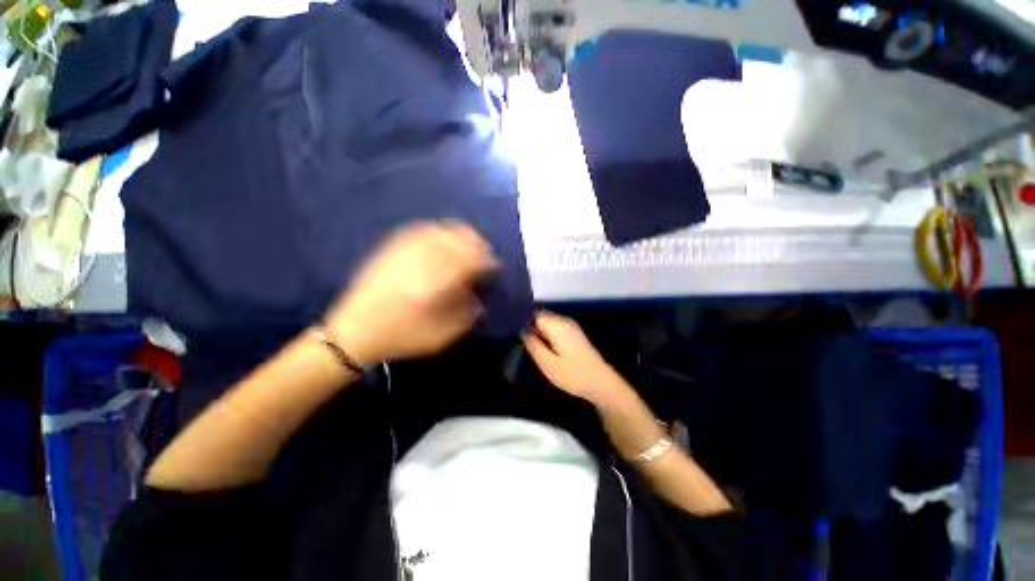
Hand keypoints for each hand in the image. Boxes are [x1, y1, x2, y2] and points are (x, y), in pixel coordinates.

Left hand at [323, 221, 498, 362]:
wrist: (353, 333)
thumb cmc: (401, 338)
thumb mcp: (442, 335)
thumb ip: (467, 314)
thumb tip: (480, 295)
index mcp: (433, 285)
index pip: (469, 261)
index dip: (487, 261)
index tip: (496, 267)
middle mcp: (419, 262)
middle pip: (457, 240)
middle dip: (477, 244)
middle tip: (486, 254)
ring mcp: (403, 252)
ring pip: (440, 230)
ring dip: (461, 234)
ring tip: (470, 243)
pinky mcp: (392, 249)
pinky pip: (420, 230)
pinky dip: (440, 230)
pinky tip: (445, 238)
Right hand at [522, 311, 632, 407]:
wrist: (601, 382)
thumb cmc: (573, 375)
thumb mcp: (548, 364)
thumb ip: (533, 345)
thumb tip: (523, 330)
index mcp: (557, 325)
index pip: (534, 314)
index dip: (524, 322)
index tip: (516, 334)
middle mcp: (564, 320)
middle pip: (541, 316)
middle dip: (531, 326)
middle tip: (522, 343)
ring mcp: (571, 326)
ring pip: (548, 322)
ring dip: (539, 331)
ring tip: (531, 346)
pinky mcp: (574, 333)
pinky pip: (555, 327)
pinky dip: (547, 334)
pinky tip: (545, 347)